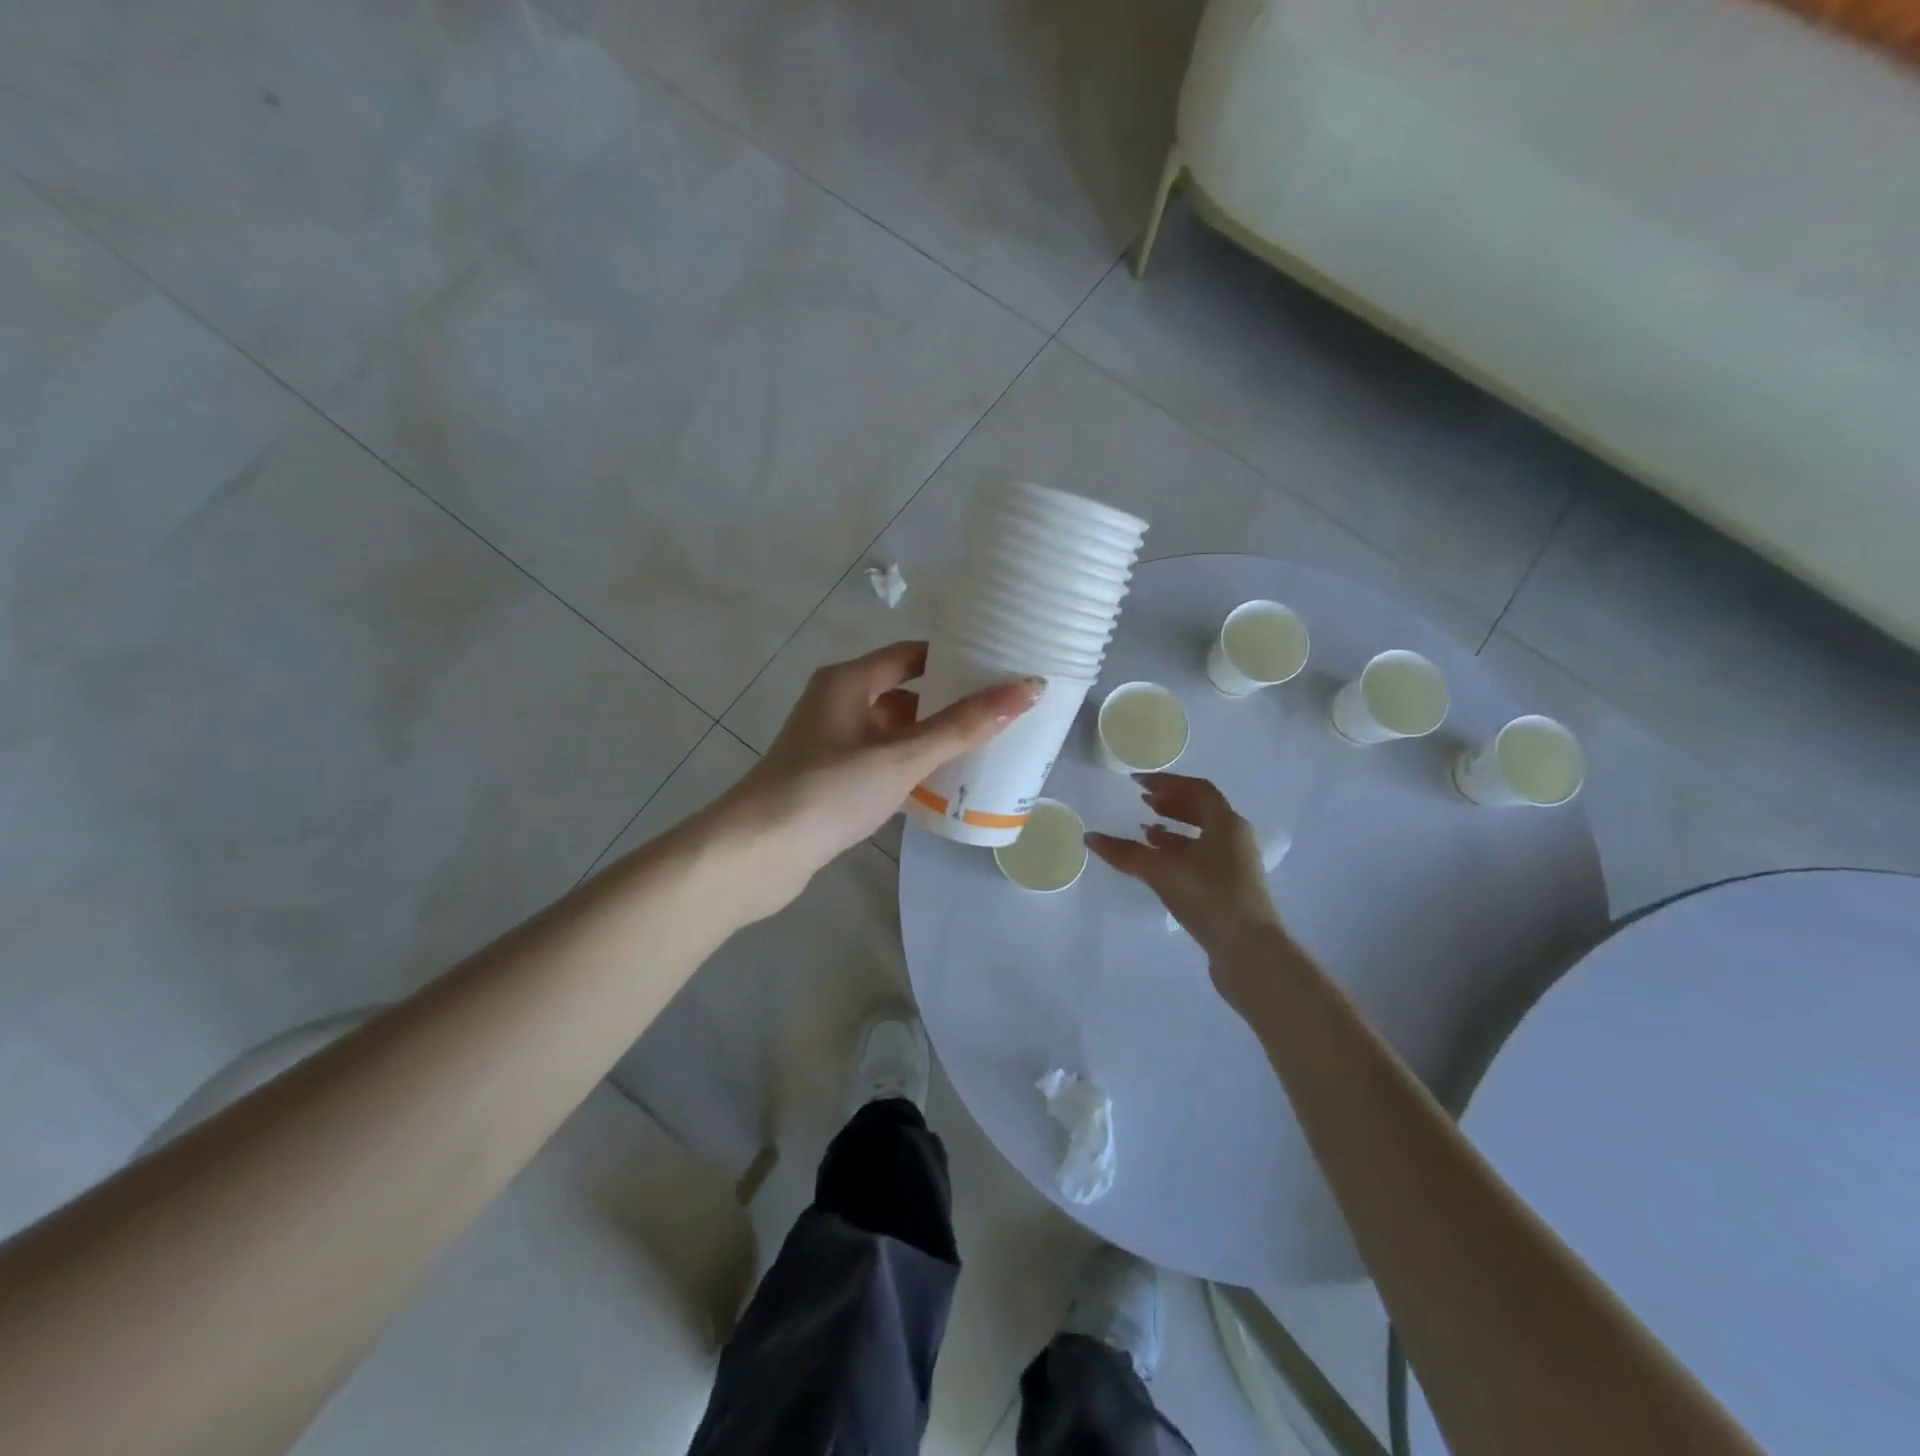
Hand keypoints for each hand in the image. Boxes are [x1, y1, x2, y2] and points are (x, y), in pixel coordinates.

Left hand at [715, 641, 1040, 913]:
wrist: (757, 853)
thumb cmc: (829, 790)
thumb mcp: (902, 755)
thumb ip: (964, 725)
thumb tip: (1029, 688)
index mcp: (848, 681)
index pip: (912, 654)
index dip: (955, 657)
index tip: (999, 667)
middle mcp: (838, 703)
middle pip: (905, 692)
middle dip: (949, 702)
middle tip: (1002, 712)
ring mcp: (831, 744)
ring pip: (893, 731)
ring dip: (931, 739)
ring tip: (985, 748)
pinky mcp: (830, 780)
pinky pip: (881, 763)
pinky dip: (910, 768)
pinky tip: (942, 786)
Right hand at [1085, 774, 1286, 1007]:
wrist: (1250, 952)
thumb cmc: (1210, 898)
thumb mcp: (1163, 871)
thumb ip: (1126, 853)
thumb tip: (1091, 838)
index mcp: (1227, 823)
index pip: (1197, 789)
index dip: (1167, 782)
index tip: (1137, 783)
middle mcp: (1235, 838)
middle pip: (1202, 810)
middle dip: (1171, 804)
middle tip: (1142, 802)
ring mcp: (1236, 865)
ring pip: (1202, 836)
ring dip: (1173, 829)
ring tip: (1145, 832)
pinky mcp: (1230, 888)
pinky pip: (1202, 858)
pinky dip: (1179, 853)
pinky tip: (1158, 865)